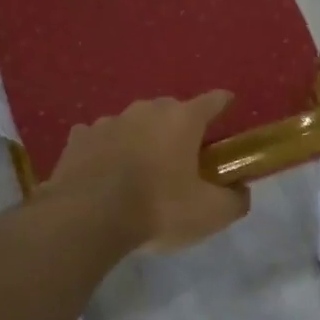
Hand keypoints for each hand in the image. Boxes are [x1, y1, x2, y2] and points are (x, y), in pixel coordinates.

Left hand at [45, 90, 250, 250]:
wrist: (87, 218)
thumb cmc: (158, 209)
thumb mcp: (210, 214)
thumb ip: (235, 200)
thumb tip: (240, 191)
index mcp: (182, 119)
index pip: (213, 101)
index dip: (223, 104)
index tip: (228, 108)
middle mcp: (146, 110)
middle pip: (171, 111)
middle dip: (179, 129)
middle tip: (183, 158)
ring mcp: (108, 120)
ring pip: (134, 124)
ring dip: (141, 139)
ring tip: (141, 170)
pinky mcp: (78, 138)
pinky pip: (100, 138)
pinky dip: (107, 150)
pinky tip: (105, 171)